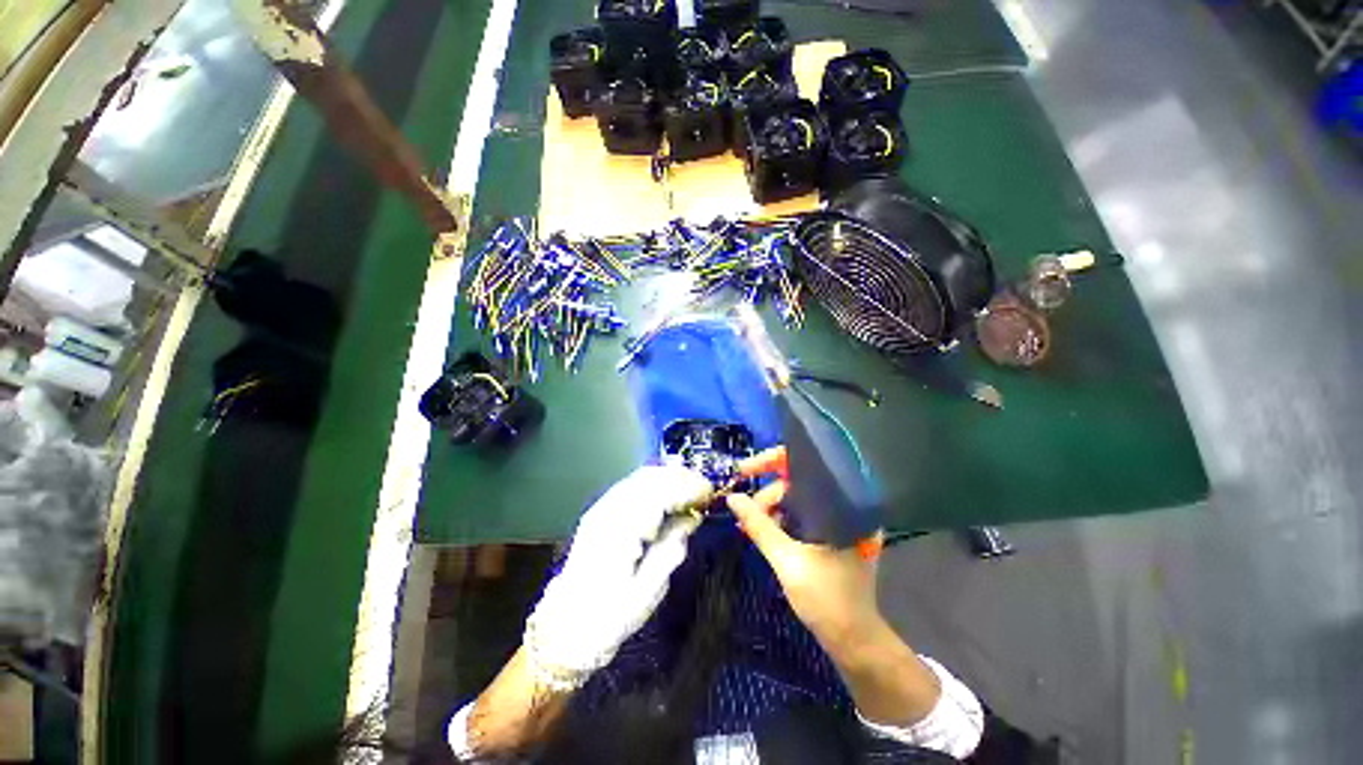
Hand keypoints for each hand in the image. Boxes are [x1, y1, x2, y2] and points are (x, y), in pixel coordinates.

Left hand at [524, 464, 711, 690]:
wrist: (564, 626)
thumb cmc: (609, 617)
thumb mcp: (648, 591)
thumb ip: (671, 548)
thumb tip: (692, 518)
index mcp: (621, 531)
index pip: (660, 493)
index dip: (688, 488)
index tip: (710, 492)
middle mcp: (609, 511)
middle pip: (650, 477)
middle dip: (680, 477)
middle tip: (704, 489)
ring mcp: (602, 508)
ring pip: (640, 476)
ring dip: (668, 477)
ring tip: (690, 488)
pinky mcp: (600, 511)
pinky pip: (631, 484)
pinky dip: (654, 482)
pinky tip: (667, 492)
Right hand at [726, 447, 883, 651]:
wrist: (855, 641)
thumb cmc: (827, 600)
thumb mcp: (787, 561)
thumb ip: (759, 525)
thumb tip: (732, 497)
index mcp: (843, 505)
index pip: (806, 465)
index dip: (772, 461)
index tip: (744, 470)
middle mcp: (845, 506)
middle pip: (797, 482)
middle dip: (767, 495)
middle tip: (746, 515)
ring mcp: (840, 520)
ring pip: (797, 498)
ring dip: (772, 508)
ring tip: (751, 526)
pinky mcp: (833, 532)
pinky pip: (802, 513)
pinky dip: (782, 519)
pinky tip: (765, 529)